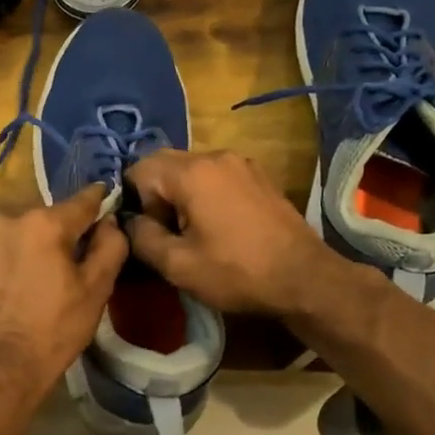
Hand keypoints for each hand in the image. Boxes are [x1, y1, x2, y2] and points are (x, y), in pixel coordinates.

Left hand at [0, 184, 127, 402]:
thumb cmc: (55, 329)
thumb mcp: (96, 290)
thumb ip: (110, 246)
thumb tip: (110, 221)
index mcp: (44, 223)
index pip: (82, 201)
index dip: (99, 201)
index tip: (106, 199)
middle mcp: (8, 221)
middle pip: (47, 220)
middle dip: (61, 235)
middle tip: (71, 264)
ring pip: (19, 235)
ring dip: (31, 248)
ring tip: (38, 280)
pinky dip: (8, 262)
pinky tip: (13, 289)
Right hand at [122, 149, 340, 315]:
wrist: (305, 278)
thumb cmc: (237, 272)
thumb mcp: (178, 266)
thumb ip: (142, 238)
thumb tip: (129, 222)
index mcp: (191, 172)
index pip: (139, 168)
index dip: (135, 201)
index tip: (153, 233)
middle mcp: (215, 156)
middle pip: (164, 163)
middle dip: (156, 195)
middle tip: (169, 232)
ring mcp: (241, 163)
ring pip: (191, 168)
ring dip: (181, 194)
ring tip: (194, 232)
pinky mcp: (259, 176)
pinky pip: (216, 175)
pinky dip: (206, 193)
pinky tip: (220, 226)